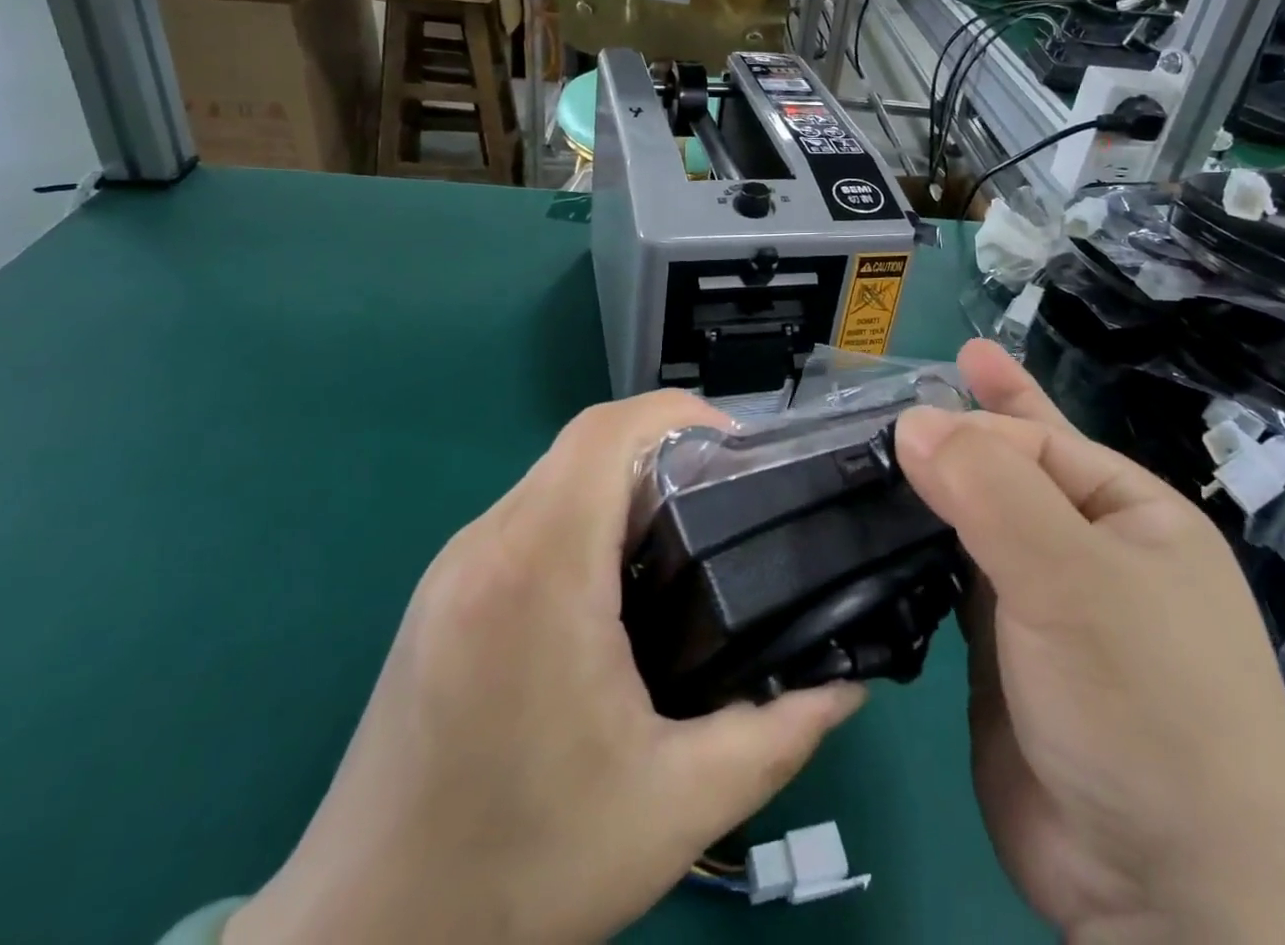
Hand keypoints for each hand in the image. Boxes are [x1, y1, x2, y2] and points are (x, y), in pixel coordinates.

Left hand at [226, 391, 864, 944]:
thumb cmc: (521, 870)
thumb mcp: (675, 808)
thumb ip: (773, 735)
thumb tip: (845, 686)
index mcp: (540, 568)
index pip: (607, 432)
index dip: (678, 413)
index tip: (737, 451)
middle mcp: (487, 544)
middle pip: (584, 445)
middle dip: (664, 450)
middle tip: (727, 503)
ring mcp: (453, 567)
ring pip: (553, 477)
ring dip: (621, 485)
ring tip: (683, 542)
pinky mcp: (439, 596)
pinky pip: (524, 519)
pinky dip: (581, 518)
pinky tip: (614, 587)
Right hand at [896, 341, 1284, 944]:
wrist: (1163, 903)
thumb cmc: (1143, 709)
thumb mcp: (1074, 582)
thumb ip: (989, 492)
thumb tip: (911, 421)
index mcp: (1132, 516)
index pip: (1038, 443)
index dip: (971, 424)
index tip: (900, 416)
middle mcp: (1089, 551)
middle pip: (1010, 471)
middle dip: (961, 431)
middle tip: (902, 389)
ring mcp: (1043, 605)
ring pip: (973, 525)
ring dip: (928, 492)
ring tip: (869, 454)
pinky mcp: (1000, 652)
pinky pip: (950, 580)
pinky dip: (915, 552)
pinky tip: (874, 530)